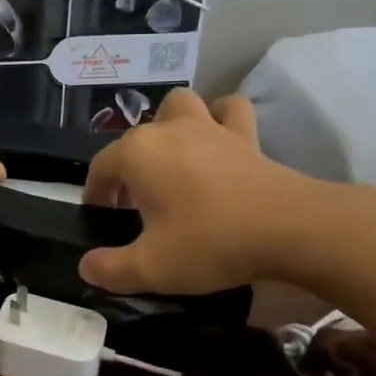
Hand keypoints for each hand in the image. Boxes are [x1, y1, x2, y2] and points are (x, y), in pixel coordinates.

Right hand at [79, 88, 328, 294]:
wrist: (288, 228)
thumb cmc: (210, 242)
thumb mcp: (152, 268)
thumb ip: (111, 268)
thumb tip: (87, 267)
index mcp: (137, 154)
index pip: (101, 168)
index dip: (95, 193)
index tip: (101, 218)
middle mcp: (166, 129)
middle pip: (134, 138)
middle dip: (128, 166)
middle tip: (136, 203)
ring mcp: (207, 126)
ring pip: (178, 106)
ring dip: (169, 124)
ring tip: (172, 158)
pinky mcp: (244, 134)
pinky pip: (228, 111)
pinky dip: (220, 118)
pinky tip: (219, 140)